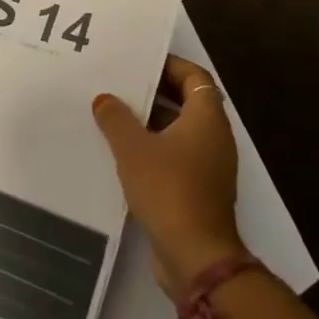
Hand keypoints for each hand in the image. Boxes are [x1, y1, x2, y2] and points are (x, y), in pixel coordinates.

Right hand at [92, 56, 248, 296]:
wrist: (196, 256)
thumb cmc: (168, 189)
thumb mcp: (133, 148)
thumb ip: (116, 118)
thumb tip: (105, 99)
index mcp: (207, 119)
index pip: (194, 76)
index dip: (168, 65)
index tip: (137, 61)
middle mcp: (213, 138)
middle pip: (186, 101)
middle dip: (153, 91)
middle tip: (118, 83)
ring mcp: (208, 166)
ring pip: (177, 131)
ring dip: (148, 122)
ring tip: (111, 113)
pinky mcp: (197, 191)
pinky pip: (174, 156)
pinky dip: (151, 148)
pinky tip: (119, 151)